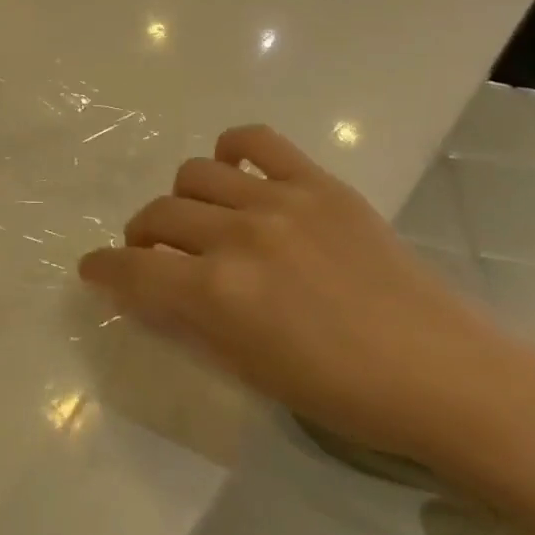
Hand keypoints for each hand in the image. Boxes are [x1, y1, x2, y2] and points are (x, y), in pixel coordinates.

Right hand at [79, 124, 528, 466]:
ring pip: (194, 174)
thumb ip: (193, 321)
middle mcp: (238, 237)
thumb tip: (153, 290)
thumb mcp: (251, 370)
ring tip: (197, 218)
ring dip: (181, 199)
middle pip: (159, 214)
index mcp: (219, 295)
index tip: (92, 269)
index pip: (134, 270)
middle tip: (152, 253)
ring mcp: (279, 202)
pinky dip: (231, 150)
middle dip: (140, 236)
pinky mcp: (316, 182)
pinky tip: (233, 170)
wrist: (442, 373)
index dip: (103, 269)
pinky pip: (255, 141)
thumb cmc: (343, 393)